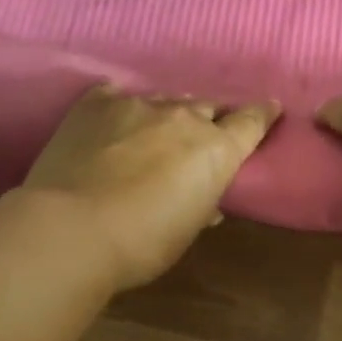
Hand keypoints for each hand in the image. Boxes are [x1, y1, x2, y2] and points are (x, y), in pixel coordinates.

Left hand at [25, 83, 279, 289]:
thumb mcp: (186, 231)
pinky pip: (116, 96)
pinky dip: (120, 110)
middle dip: (207, 120)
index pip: (251, 121)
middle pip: (206, 107)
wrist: (71, 229)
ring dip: (164, 117)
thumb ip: (202, 205)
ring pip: (163, 102)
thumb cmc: (141, 244)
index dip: (262, 114)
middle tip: (197, 138)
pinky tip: (111, 122)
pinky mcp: (95, 103)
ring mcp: (137, 105)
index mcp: (216, 150)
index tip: (270, 108)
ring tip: (151, 135)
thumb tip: (205, 200)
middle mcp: (183, 117)